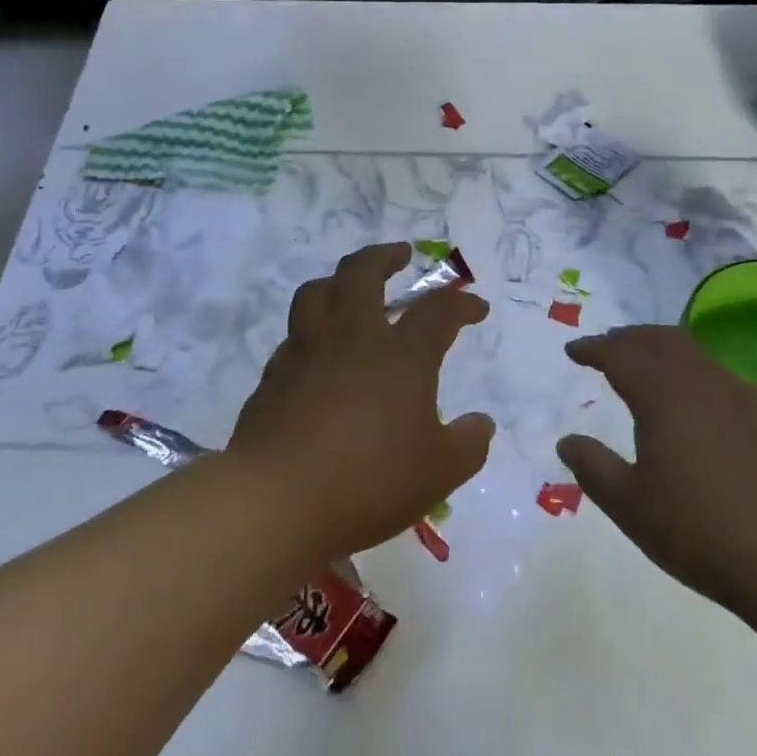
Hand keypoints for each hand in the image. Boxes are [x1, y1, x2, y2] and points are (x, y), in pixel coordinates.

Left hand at [227, 242, 494, 560]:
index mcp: (400, 355)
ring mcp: (306, 351)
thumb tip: (482, 423)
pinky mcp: (274, 376)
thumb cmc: (369, 482)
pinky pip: (295, 335)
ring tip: (351, 287)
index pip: (438, 311)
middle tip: (400, 253)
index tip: (476, 308)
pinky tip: (319, 351)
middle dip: (384, 256)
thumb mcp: (438, 472)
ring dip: (339, 280)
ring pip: (318, 292)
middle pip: (363, 272)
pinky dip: (313, 330)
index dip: (461, 304)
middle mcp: (352, 337)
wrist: (277, 501)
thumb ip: (468, 444)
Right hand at [556, 325, 756, 619]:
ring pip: (694, 352)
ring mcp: (741, 395)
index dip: (593, 348)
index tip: (574, 350)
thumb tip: (567, 442)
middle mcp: (702, 382)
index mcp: (662, 395)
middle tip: (608, 347)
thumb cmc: (699, 531)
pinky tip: (695, 401)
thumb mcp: (629, 505)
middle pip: (660, 339)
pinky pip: (721, 376)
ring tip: (646, 367)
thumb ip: (593, 468)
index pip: (620, 354)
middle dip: (629, 338)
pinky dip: (694, 372)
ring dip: (663, 350)